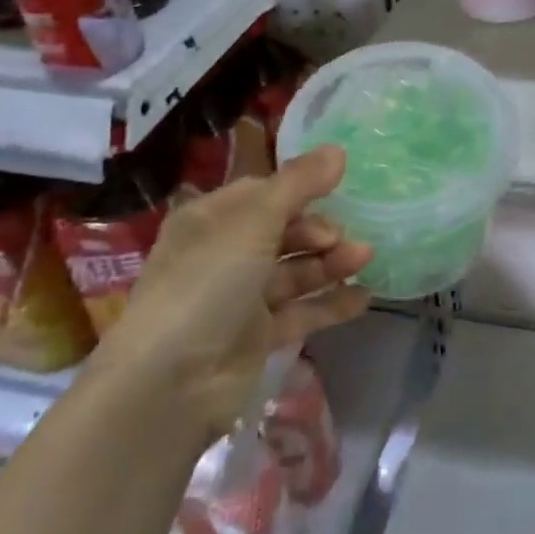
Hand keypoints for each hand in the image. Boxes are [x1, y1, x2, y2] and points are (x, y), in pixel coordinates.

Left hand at [88, 146, 370, 438]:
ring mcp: (239, 299)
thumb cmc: (207, 282)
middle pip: (282, 232)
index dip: (300, 188)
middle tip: (343, 237)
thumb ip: (299, 183)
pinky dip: (330, 303)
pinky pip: (300, 312)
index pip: (262, 193)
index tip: (338, 187)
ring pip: (294, 271)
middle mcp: (223, 255)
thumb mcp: (254, 220)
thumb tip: (338, 149)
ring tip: (365, 258)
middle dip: (318, 230)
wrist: (169, 384)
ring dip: (330, 262)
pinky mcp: (255, 338)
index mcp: (211, 219)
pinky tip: (364, 297)